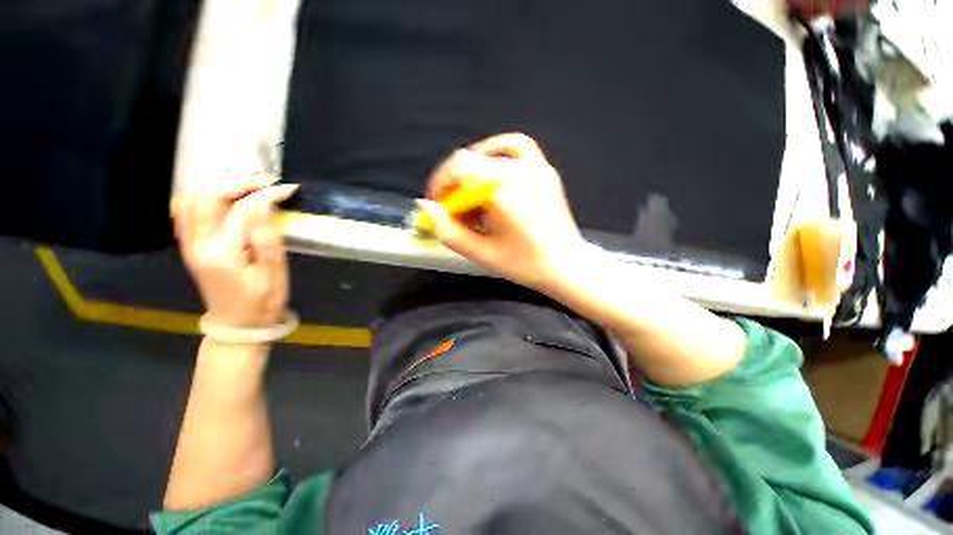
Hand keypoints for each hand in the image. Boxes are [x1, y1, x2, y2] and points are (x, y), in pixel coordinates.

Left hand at [175, 177, 298, 328]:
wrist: (238, 326)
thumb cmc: (263, 302)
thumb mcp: (274, 273)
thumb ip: (267, 237)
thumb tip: (266, 204)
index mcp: (222, 252)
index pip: (242, 209)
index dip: (266, 194)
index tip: (288, 189)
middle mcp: (198, 243)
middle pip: (208, 197)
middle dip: (239, 183)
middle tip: (267, 184)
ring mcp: (190, 245)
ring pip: (193, 200)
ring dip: (221, 187)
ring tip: (250, 188)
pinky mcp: (191, 247)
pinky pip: (187, 212)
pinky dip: (205, 198)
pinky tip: (224, 199)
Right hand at [419, 133, 585, 290]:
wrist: (566, 266)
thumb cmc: (525, 264)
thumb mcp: (481, 254)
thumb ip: (449, 232)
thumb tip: (427, 208)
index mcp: (503, 192)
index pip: (459, 167)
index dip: (440, 183)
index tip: (438, 204)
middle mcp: (519, 172)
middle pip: (471, 161)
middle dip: (455, 185)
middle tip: (457, 212)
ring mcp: (535, 167)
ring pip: (490, 152)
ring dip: (472, 170)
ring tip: (472, 194)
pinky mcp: (545, 170)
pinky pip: (517, 147)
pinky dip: (498, 153)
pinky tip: (493, 172)